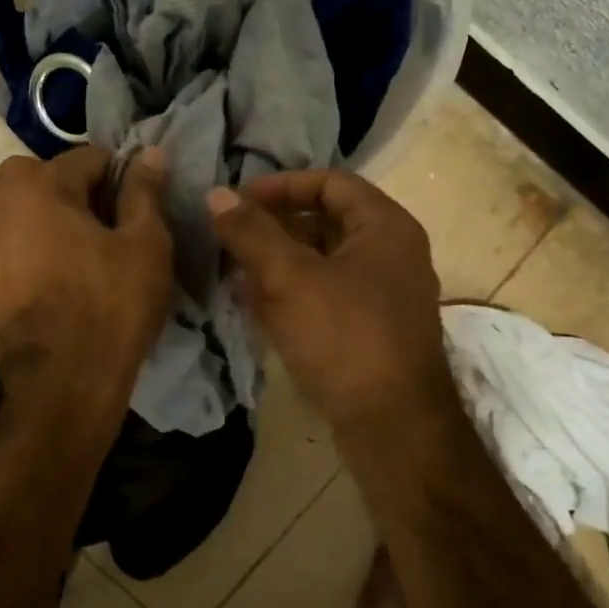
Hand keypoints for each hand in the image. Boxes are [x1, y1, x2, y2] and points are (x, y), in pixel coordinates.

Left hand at [0, 146, 173, 434]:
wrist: (61, 386)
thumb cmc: (111, 307)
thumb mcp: (145, 245)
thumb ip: (144, 193)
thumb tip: (149, 152)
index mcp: (39, 187)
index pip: (88, 157)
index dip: (120, 179)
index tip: (137, 211)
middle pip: (41, 178)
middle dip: (73, 191)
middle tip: (105, 230)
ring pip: (19, 216)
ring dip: (48, 224)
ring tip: (82, 262)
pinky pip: (9, 255)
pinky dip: (30, 258)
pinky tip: (56, 291)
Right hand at [207, 170, 454, 430]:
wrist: (393, 425)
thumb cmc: (345, 337)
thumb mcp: (290, 278)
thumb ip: (251, 233)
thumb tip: (216, 195)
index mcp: (385, 227)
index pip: (330, 182)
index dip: (281, 185)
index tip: (239, 201)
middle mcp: (391, 254)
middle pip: (324, 222)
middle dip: (274, 228)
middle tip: (231, 239)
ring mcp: (383, 295)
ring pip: (321, 262)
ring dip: (277, 263)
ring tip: (234, 273)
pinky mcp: (370, 330)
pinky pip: (325, 296)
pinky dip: (291, 294)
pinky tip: (255, 306)